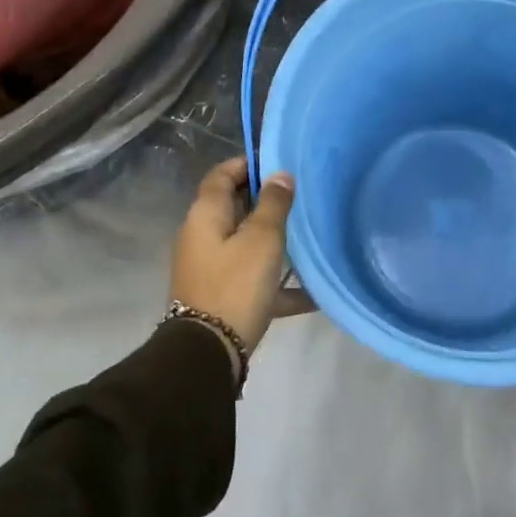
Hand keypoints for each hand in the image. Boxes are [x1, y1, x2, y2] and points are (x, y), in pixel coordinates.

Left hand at [171, 157, 306, 358]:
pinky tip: (313, 292)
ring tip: (309, 236)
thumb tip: (280, 175)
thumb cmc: (235, 284)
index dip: (247, 164)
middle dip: (266, 201)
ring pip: (246, 244)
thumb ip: (273, 204)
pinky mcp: (222, 296)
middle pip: (234, 207)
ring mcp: (211, 268)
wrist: (208, 353)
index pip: (222, 175)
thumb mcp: (262, 239)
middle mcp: (203, 237)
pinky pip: (254, 280)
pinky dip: (278, 282)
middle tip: (301, 197)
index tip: (278, 163)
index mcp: (206, 215)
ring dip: (274, 240)